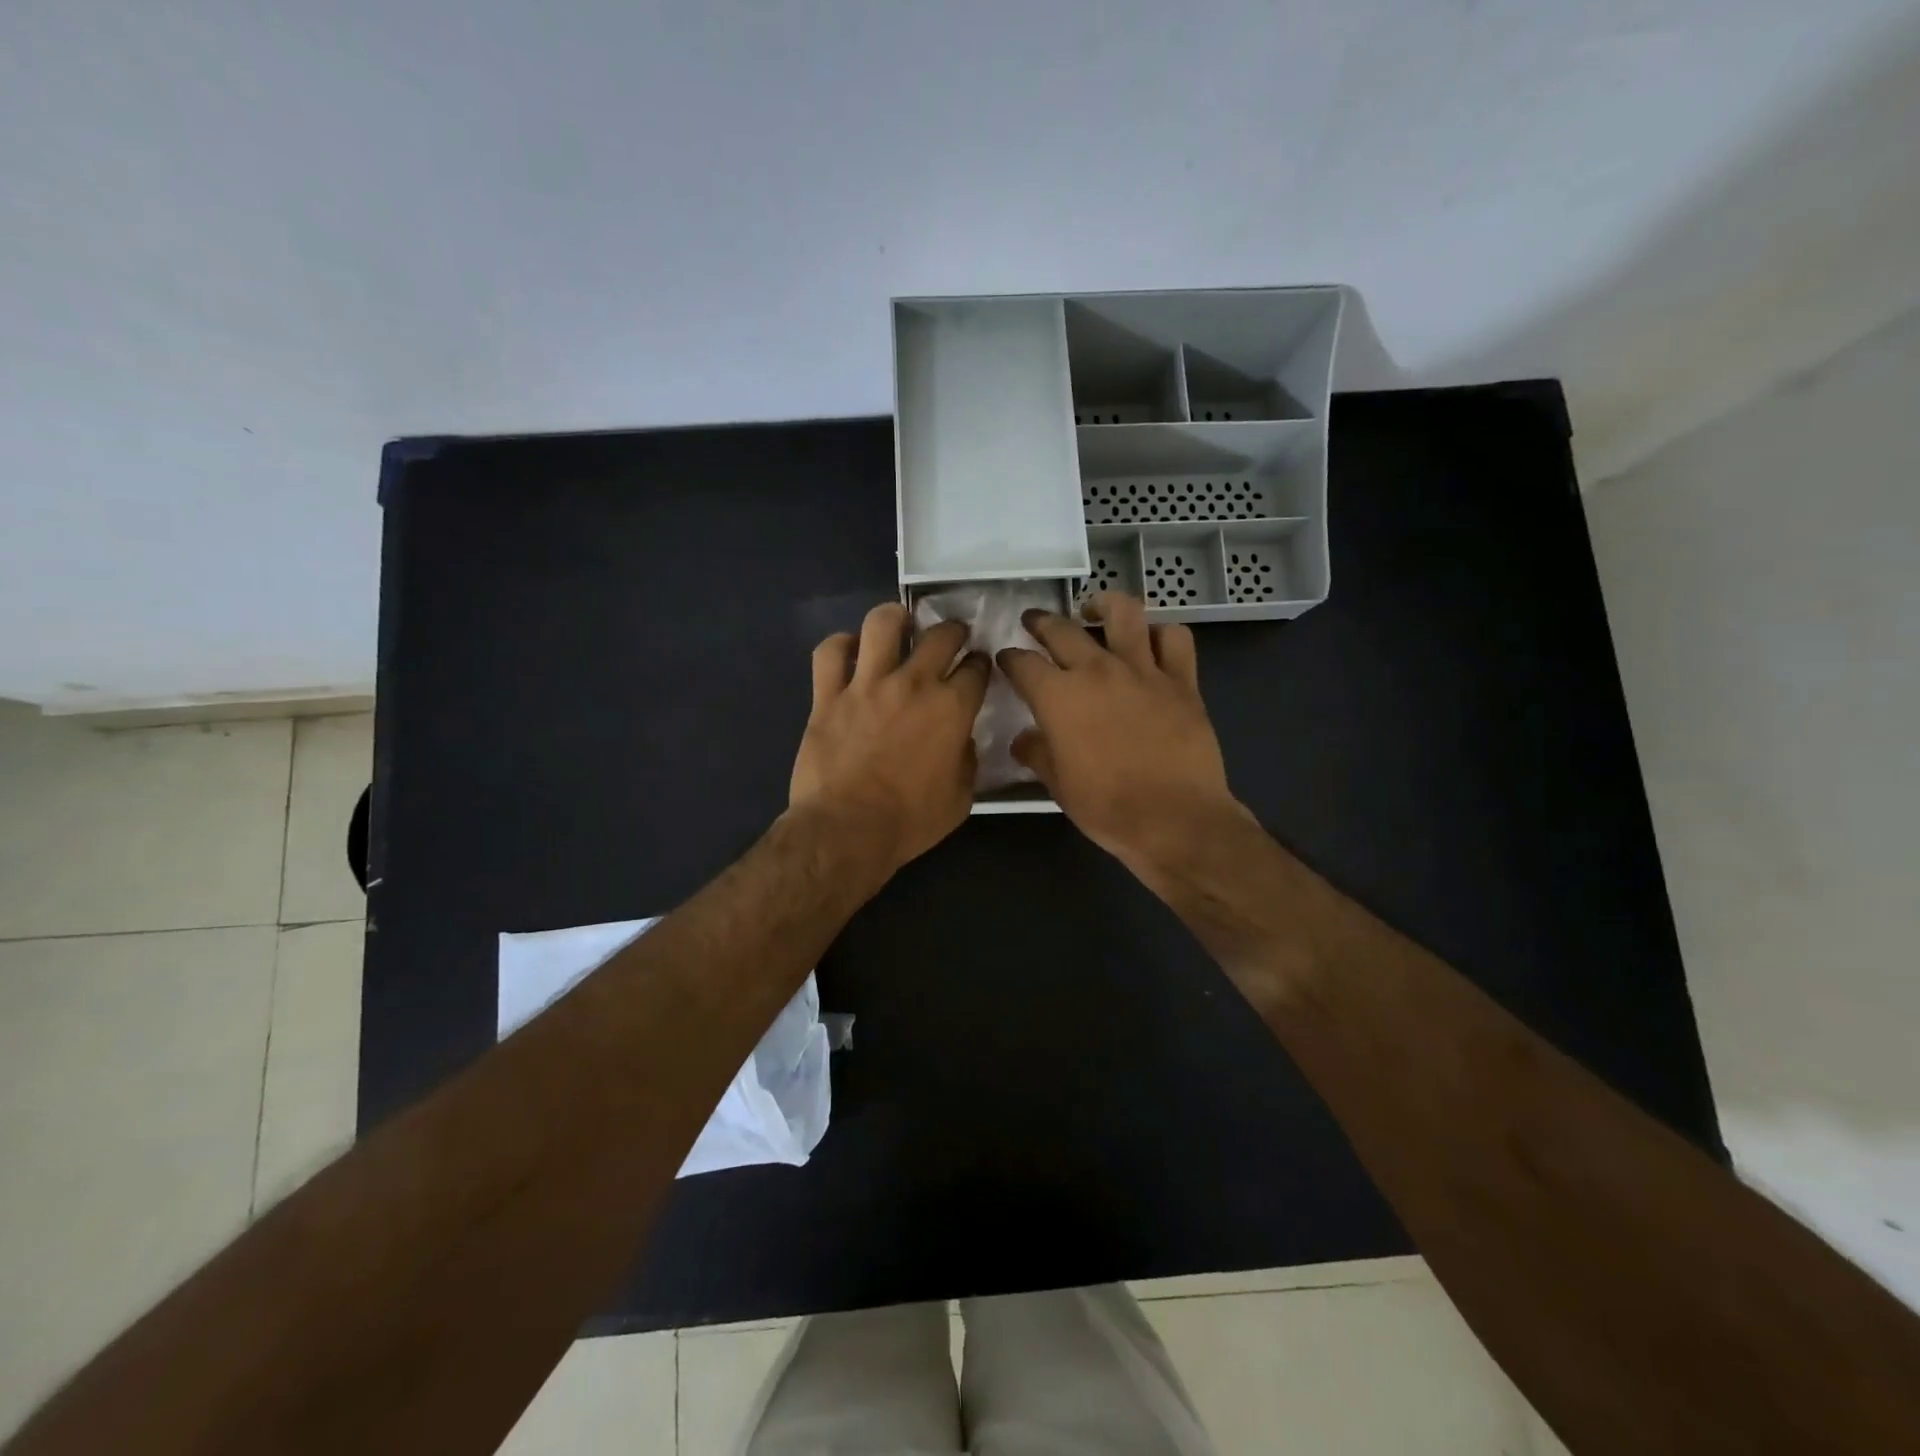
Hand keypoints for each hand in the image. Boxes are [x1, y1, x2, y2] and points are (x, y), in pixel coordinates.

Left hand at [790, 602, 989, 874]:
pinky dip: (840, 645)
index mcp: (951, 709)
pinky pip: (830, 653)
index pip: (976, 668)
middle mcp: (913, 684)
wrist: (847, 830)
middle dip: (953, 630)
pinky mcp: (828, 695)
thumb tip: (961, 738)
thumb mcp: (961, 797)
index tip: (978, 667)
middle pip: (940, 635)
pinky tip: (849, 649)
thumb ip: (967, 759)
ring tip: (900, 623)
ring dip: (896, 618)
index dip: (981, 664)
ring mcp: (867, 685)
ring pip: (882, 624)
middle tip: (950, 638)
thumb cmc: (909, 821)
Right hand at [997, 592, 1248, 876]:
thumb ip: (1038, 754)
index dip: (1009, 658)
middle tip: (1035, 622)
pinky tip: (1152, 641)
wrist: (1174, 819)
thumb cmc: (1107, 806)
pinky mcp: (1181, 681)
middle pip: (1062, 629)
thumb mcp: (1058, 785)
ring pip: (1123, 613)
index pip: (1022, 663)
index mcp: (1058, 696)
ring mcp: (1143, 670)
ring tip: (1094, 609)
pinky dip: (1161, 633)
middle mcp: (1097, 670)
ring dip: (1103, 604)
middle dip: (1041, 622)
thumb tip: (1024, 739)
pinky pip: (1174, 639)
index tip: (1006, 659)